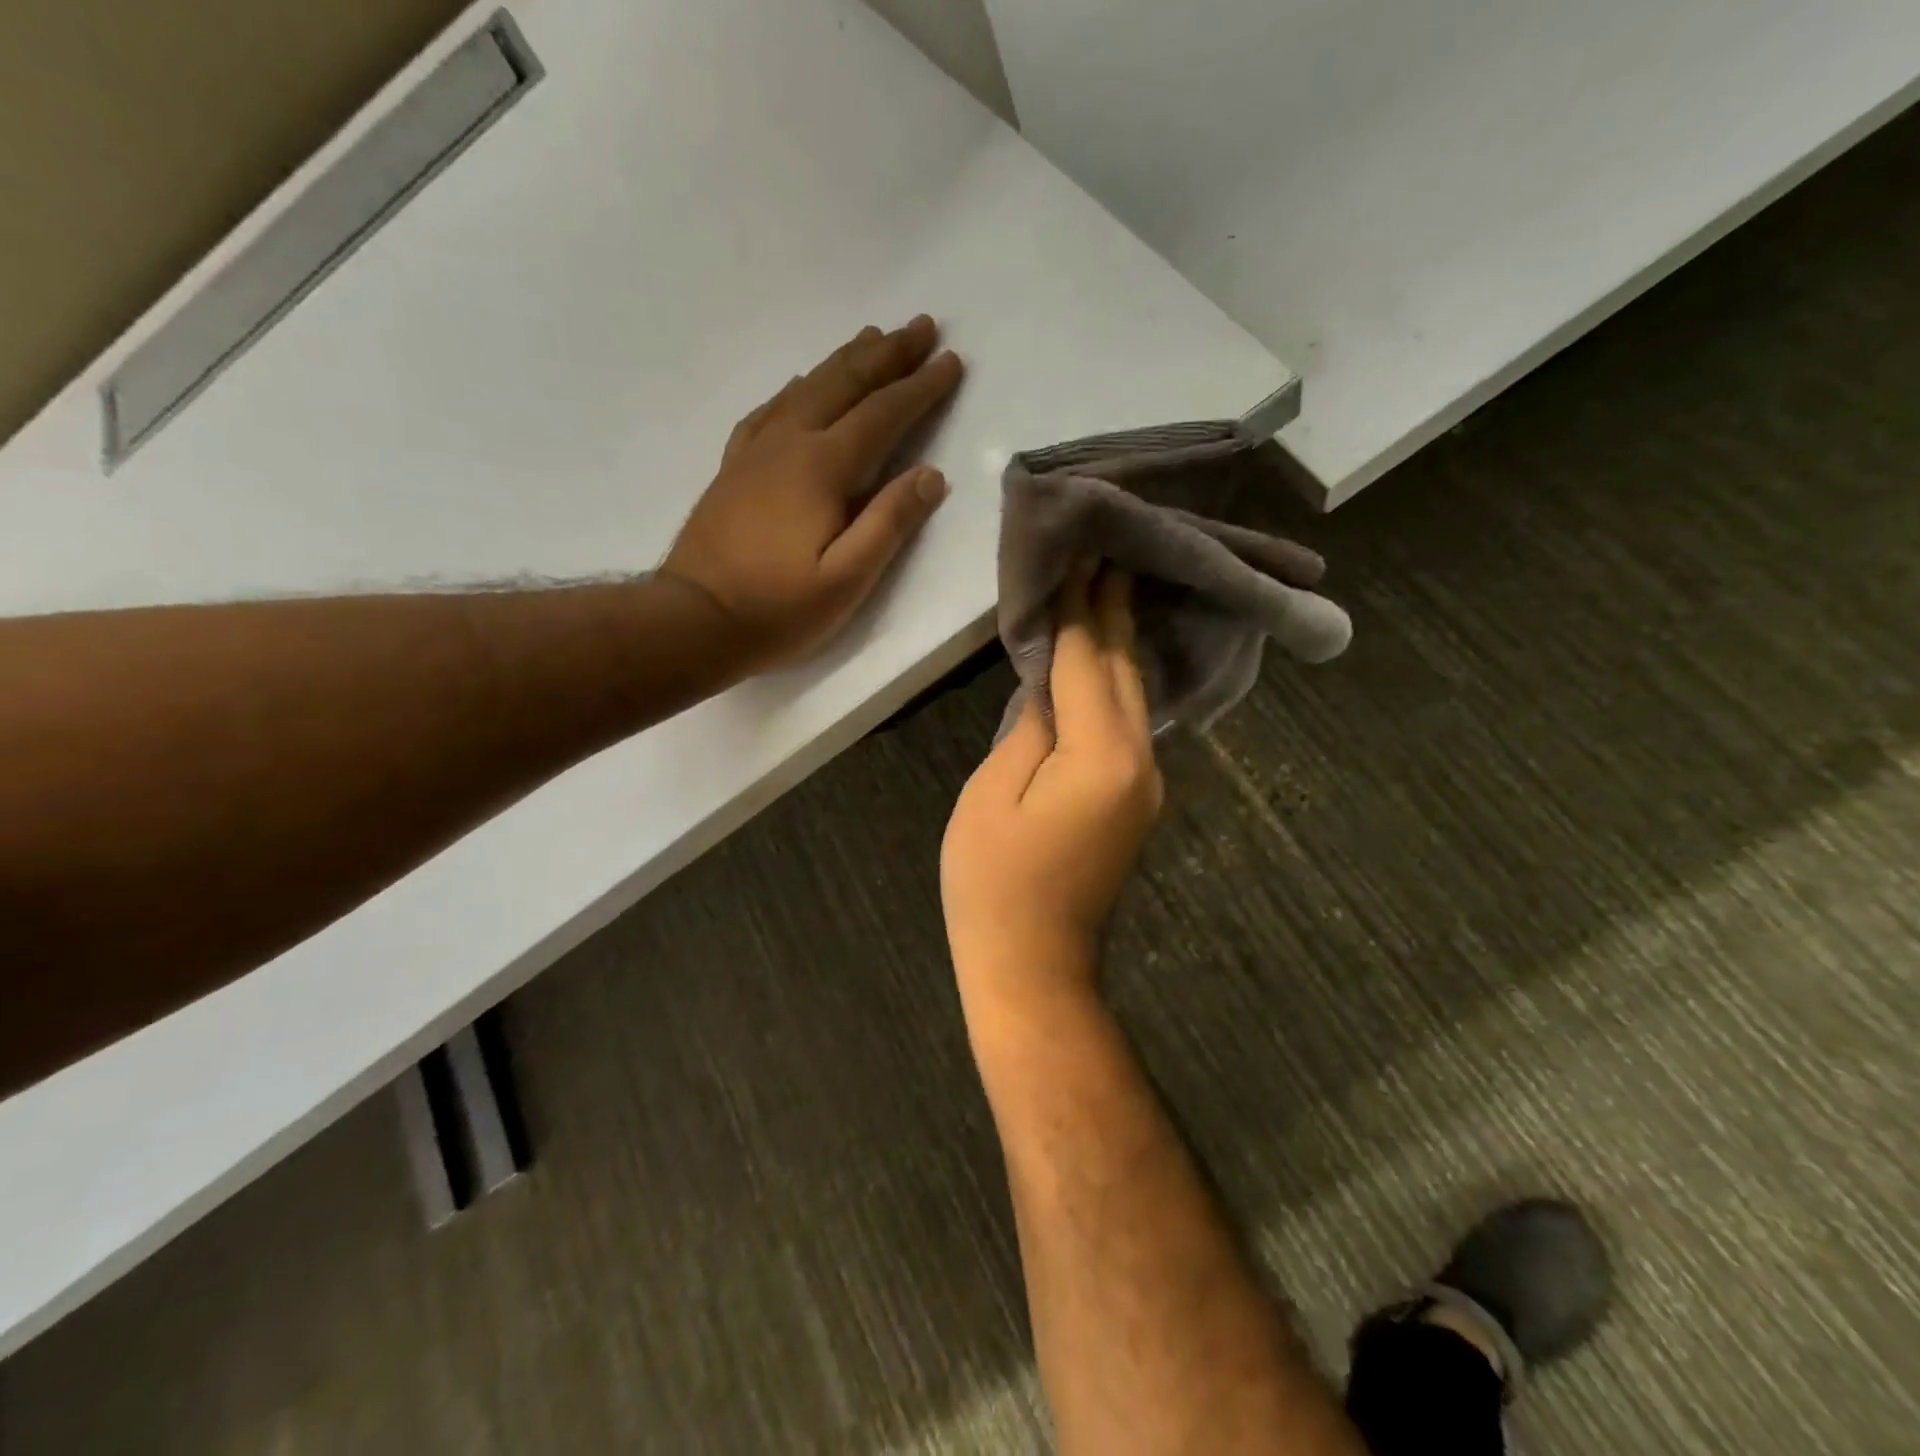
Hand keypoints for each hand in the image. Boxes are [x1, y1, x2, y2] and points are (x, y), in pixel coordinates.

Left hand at [660, 315, 964, 676]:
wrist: (694, 621)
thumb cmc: (778, 609)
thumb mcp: (847, 580)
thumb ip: (889, 523)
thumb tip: (930, 475)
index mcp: (821, 468)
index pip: (883, 415)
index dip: (920, 388)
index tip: (950, 361)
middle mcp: (788, 443)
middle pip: (843, 384)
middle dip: (886, 354)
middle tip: (920, 325)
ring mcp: (755, 452)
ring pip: (806, 387)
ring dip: (844, 360)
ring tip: (871, 337)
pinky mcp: (733, 468)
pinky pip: (770, 409)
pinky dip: (797, 387)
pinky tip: (802, 384)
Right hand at [940, 566, 1163, 1005]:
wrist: (1034, 965)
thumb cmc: (994, 883)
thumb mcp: (991, 794)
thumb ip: (1028, 728)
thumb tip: (1051, 682)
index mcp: (1101, 755)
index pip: (1089, 661)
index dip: (1080, 607)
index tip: (1082, 552)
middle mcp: (1141, 760)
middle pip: (1125, 670)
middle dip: (1113, 610)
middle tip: (1108, 552)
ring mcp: (1146, 783)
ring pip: (1135, 695)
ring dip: (1120, 642)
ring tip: (1109, 589)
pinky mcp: (1137, 799)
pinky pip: (1130, 724)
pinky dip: (1117, 684)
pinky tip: (1107, 660)